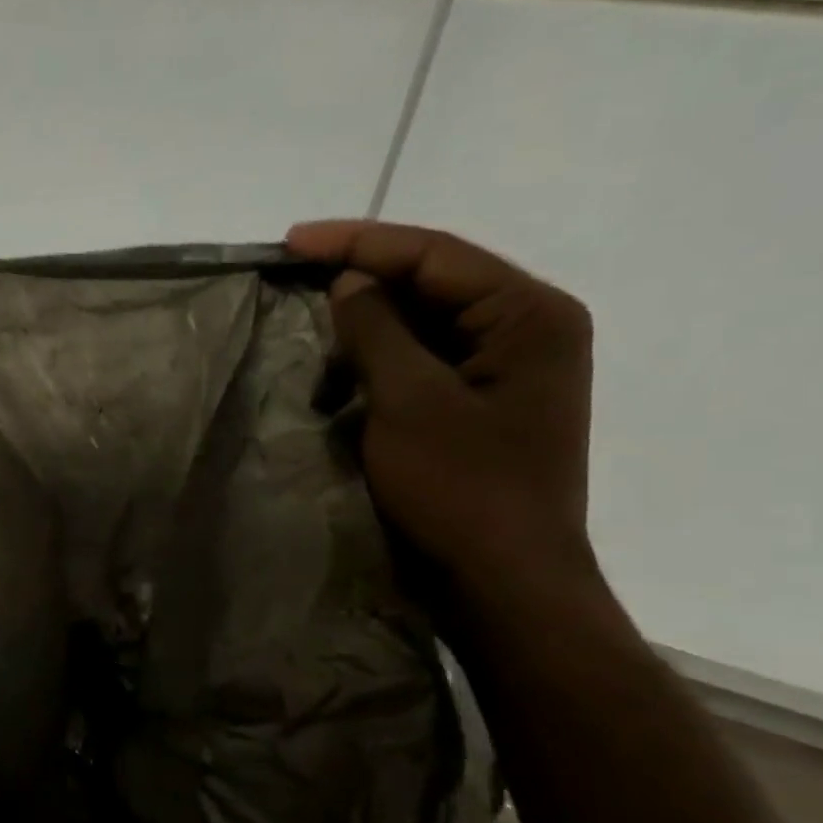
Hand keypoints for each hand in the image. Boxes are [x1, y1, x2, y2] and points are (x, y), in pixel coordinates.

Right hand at [286, 220, 595, 593]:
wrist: (502, 582)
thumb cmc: (462, 489)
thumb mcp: (410, 403)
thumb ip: (378, 331)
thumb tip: (349, 283)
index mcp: (529, 316)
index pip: (436, 255)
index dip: (359, 243)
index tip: (292, 241)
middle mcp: (527, 333)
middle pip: (434, 286)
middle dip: (363, 285)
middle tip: (296, 281)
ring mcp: (506, 374)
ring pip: (425, 329)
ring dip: (367, 332)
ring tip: (315, 339)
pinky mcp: (481, 410)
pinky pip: (423, 369)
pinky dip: (380, 370)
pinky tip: (343, 383)